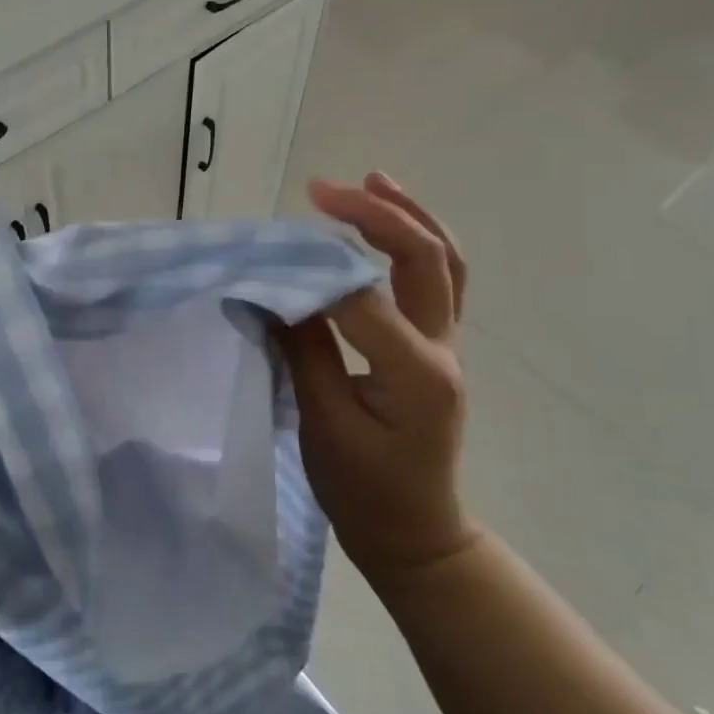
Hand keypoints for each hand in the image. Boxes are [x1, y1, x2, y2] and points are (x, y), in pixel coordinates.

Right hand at [280, 173, 475, 577]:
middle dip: (375, 215)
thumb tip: (276, 291)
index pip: (362, 298)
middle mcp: (443, 348)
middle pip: (423, 259)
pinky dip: (415, 241)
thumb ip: (304, 351)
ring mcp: (448, 344)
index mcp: (417, 373)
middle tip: (322, 191)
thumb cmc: (365, 491)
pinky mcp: (437, 346)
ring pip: (442, 261)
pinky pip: (437, 280)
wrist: (415, 533)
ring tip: (371, 180)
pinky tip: (389, 220)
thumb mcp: (324, 426)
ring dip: (408, 215)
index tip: (264, 259)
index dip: (312, 272)